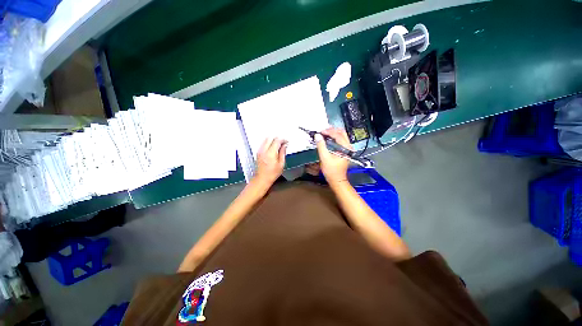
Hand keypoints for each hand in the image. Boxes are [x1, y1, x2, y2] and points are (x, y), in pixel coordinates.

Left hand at [254, 137, 286, 185]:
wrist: (262, 178)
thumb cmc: (271, 174)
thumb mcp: (281, 164)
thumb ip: (283, 153)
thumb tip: (284, 146)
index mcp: (271, 153)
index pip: (277, 141)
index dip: (283, 140)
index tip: (286, 142)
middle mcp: (264, 151)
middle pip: (270, 138)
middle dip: (277, 139)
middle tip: (282, 142)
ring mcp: (260, 151)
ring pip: (266, 140)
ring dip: (272, 140)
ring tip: (278, 145)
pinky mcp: (258, 152)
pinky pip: (263, 143)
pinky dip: (268, 143)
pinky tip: (272, 147)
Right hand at [314, 127, 351, 184]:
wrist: (337, 180)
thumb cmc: (332, 171)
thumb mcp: (324, 158)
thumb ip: (321, 146)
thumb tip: (318, 136)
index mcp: (346, 148)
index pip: (338, 135)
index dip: (328, 132)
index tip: (320, 131)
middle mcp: (348, 147)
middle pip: (342, 133)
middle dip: (332, 130)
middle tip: (322, 130)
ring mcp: (347, 149)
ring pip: (341, 136)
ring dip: (333, 133)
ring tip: (324, 133)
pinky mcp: (344, 151)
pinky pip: (340, 140)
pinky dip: (333, 137)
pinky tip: (327, 138)